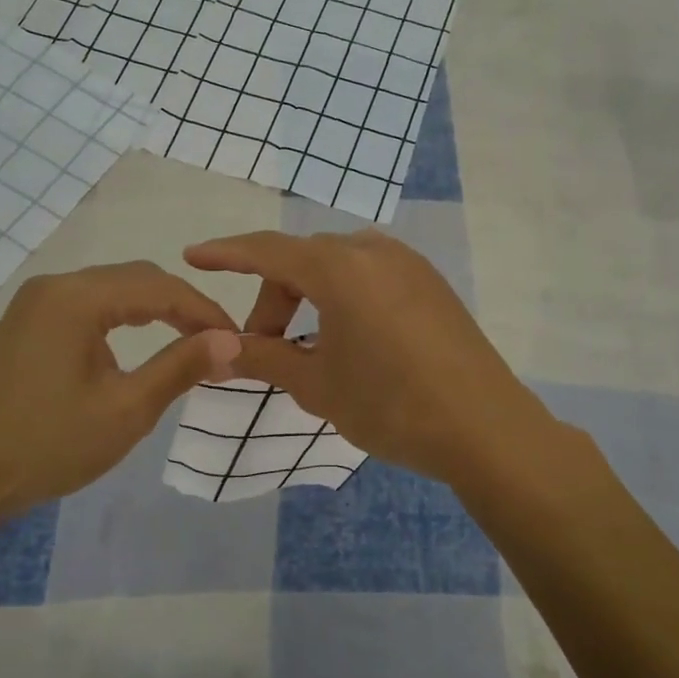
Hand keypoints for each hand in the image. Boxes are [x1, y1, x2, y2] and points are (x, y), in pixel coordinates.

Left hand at [0, 261, 241, 524]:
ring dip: (153, 311)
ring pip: (112, 291)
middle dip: (182, 307)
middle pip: (136, 280)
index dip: (205, 311)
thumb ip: (181, 367)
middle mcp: (55, 286)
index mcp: (77, 298)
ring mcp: (36, 303)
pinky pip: (87, 306)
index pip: (160, 288)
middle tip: (216, 343)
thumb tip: (232, 340)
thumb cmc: (49, 444)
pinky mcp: (27, 323)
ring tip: (187, 343)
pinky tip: (137, 346)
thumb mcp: (126, 410)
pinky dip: (121, 320)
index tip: (238, 341)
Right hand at [183, 229, 553, 486]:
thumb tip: (216, 349)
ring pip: (338, 265)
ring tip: (306, 344)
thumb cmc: (389, 405)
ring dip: (309, 295)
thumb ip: (262, 357)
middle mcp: (373, 251)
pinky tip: (348, 338)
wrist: (484, 427)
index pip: (267, 250)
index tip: (193, 256)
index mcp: (339, 268)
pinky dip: (343, 295)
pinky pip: (370, 274)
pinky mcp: (431, 282)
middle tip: (263, 347)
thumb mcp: (315, 384)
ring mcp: (408, 263)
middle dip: (274, 297)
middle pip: (303, 260)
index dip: (226, 253)